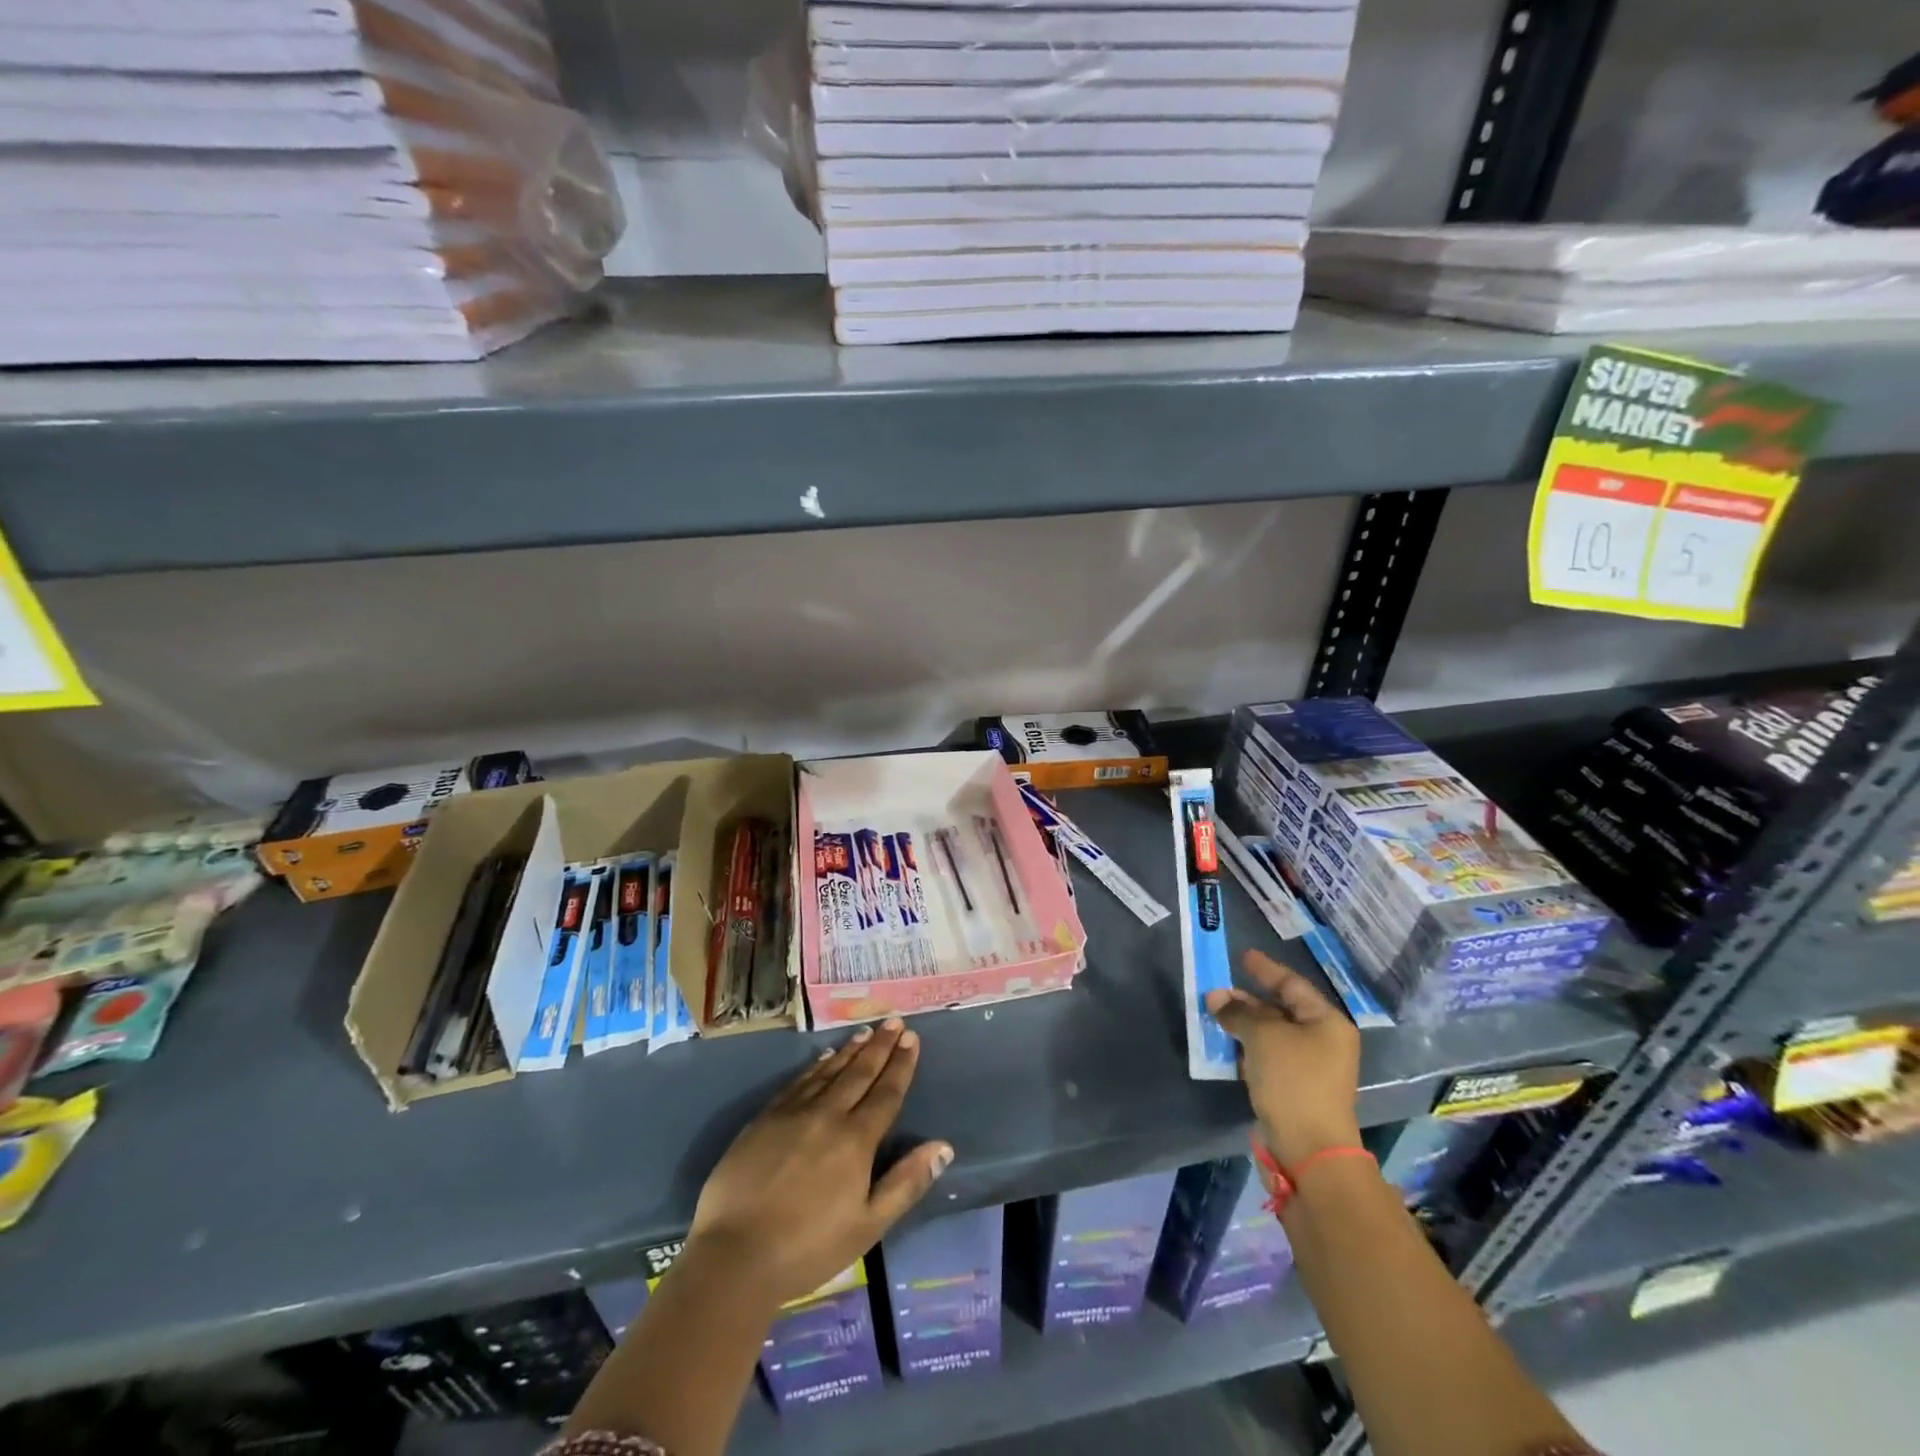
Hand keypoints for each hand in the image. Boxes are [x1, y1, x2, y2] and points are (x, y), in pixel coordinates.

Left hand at [687, 1019, 952, 1307]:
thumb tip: (943, 1146)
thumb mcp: (868, 1225)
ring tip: (865, 1032)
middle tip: (894, 1021)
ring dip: (850, 1051)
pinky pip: (798, 1082)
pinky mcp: (764, 1119)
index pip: (886, 1092)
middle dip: (880, 1046)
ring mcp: (792, 1113)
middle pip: (860, 1073)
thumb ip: (906, 1182)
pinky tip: (823, 1059)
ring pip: (829, 1072)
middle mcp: (827, 1115)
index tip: (911, 1037)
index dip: (901, 1064)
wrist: (734, 1256)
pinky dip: (815, 1067)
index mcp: (856, 1140)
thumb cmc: (808, 1248)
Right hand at [1206, 950, 1362, 1169]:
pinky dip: (1247, 1047)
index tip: (1242, 956)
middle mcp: (1322, 1041)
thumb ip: (1238, 1012)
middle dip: (1248, 999)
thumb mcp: (1263, 1037)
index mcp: (1326, 1022)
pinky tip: (1226, 1043)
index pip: (1292, 985)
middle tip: (1218, 989)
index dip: (1265, 969)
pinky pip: (1267, 1057)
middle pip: (1281, 1009)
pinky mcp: (1293, 1089)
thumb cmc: (1293, 1081)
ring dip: (1244, 1024)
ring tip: (1214, 1013)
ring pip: (1271, 1034)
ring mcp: (1309, 1067)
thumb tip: (1216, 998)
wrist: (1309, 1149)